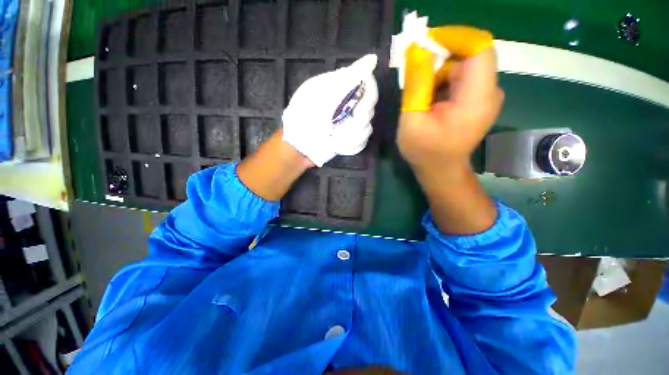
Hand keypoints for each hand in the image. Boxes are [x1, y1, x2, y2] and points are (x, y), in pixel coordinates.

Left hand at [282, 54, 378, 166]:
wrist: (298, 146)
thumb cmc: (305, 118)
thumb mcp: (323, 94)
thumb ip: (348, 78)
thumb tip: (373, 58)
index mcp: (342, 89)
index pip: (369, 86)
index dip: (368, 99)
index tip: (357, 111)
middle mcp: (349, 105)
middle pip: (369, 110)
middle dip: (354, 123)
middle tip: (337, 128)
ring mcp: (350, 123)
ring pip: (366, 129)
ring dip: (349, 137)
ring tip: (333, 138)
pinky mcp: (349, 139)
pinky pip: (362, 143)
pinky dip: (350, 146)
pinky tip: (337, 145)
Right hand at [397, 47, 503, 171]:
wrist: (441, 170)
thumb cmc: (425, 151)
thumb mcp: (412, 119)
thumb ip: (416, 84)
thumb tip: (417, 50)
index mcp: (477, 97)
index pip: (478, 47)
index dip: (453, 38)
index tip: (425, 45)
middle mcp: (489, 91)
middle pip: (470, 56)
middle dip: (441, 58)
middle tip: (415, 73)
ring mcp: (485, 96)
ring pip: (464, 67)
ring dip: (439, 72)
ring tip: (421, 94)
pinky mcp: (478, 100)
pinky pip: (462, 79)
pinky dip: (443, 81)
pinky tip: (430, 99)